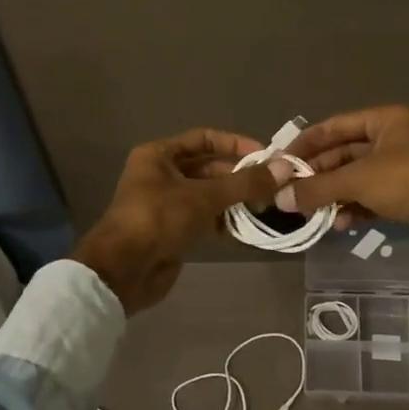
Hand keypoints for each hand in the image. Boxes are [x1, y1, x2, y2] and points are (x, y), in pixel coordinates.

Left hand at [73, 129, 293, 312]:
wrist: (122, 271)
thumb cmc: (158, 219)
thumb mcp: (203, 197)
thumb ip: (245, 183)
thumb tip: (285, 167)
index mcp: (159, 155)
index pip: (204, 138)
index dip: (234, 144)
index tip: (264, 155)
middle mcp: (161, 174)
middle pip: (208, 167)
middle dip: (239, 175)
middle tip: (271, 185)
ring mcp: (167, 203)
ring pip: (208, 194)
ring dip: (234, 199)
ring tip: (264, 207)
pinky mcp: (173, 229)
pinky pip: (204, 217)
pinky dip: (223, 220)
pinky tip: (243, 227)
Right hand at [281, 106, 408, 260]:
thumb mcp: (360, 179)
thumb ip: (319, 187)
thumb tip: (281, 198)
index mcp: (385, 121)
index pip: (335, 126)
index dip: (307, 143)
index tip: (280, 162)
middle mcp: (391, 140)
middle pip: (343, 154)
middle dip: (318, 175)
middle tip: (290, 194)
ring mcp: (399, 170)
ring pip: (354, 180)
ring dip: (333, 195)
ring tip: (310, 213)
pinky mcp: (405, 198)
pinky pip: (369, 200)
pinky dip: (353, 209)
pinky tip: (339, 224)